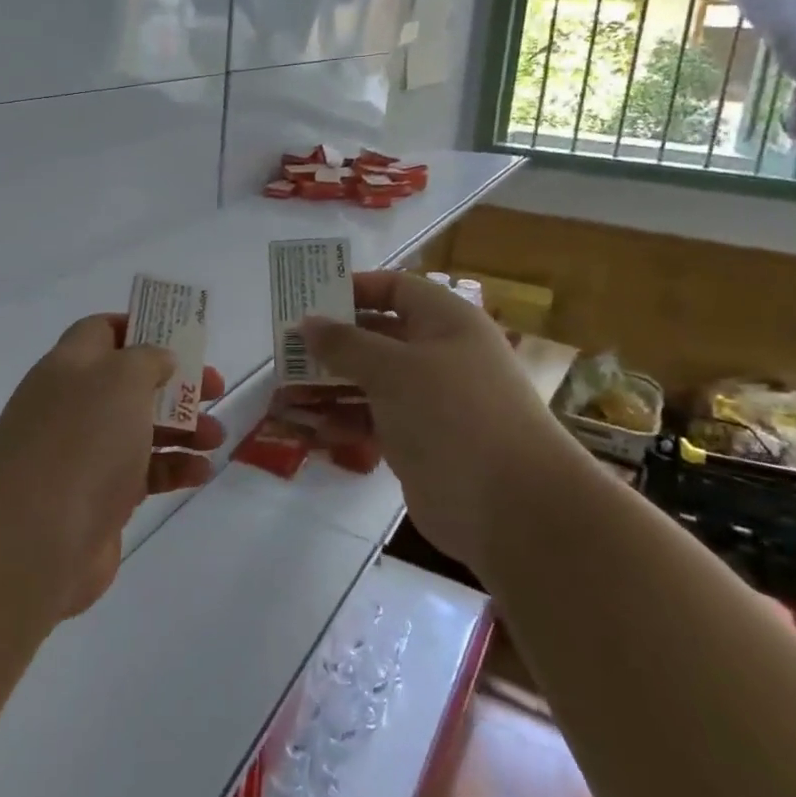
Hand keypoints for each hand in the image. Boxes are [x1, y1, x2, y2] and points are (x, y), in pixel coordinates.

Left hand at [0, 314, 225, 617]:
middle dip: (175, 384)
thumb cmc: (82, 441)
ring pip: (140, 429)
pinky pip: (142, 472)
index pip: (101, 331)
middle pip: (129, 382)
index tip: (180, 339)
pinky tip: (201, 473)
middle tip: (214, 390)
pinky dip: (172, 468)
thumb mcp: (121, 380)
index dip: (140, 328)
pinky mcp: (98, 498)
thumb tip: (158, 360)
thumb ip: (147, 359)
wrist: (35, 539)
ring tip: (216, 438)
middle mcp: (73, 405)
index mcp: (70, 366)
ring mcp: (83, 453)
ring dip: (182, 428)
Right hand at [276, 271, 563, 559]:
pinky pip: (372, 420)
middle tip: (285, 351)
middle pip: (376, 336)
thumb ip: (345, 343)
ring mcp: (428, 400)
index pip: (395, 289)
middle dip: (330, 344)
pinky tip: (310, 429)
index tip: (308, 301)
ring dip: (328, 386)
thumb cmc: (453, 414)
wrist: (511, 507)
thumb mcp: (393, 369)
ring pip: (369, 381)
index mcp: (445, 322)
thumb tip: (307, 323)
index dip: (353, 290)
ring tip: (284, 394)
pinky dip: (343, 421)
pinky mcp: (418, 440)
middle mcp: (438, 354)